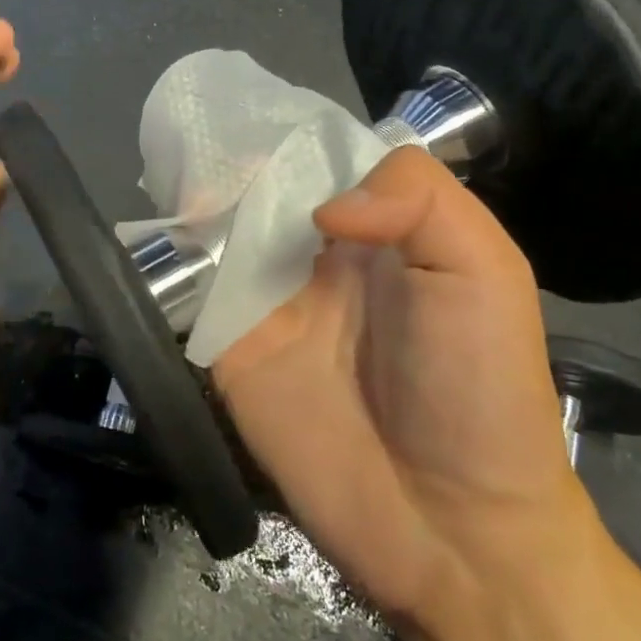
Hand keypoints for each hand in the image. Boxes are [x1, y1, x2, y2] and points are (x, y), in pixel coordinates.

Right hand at [211, 146, 584, 620]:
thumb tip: (320, 205)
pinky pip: (192, 292)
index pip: (321, 161)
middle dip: (229, 160)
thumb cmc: (479, 388)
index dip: (288, 136)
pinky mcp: (229, 348)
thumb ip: (418, 201)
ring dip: (194, 200)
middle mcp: (316, 255)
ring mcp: (268, 302)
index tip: (248, 110)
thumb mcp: (484, 272)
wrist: (449, 529)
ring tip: (165, 162)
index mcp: (378, 230)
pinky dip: (170, 260)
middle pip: (261, 189)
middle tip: (192, 127)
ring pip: (219, 232)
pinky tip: (157, 229)